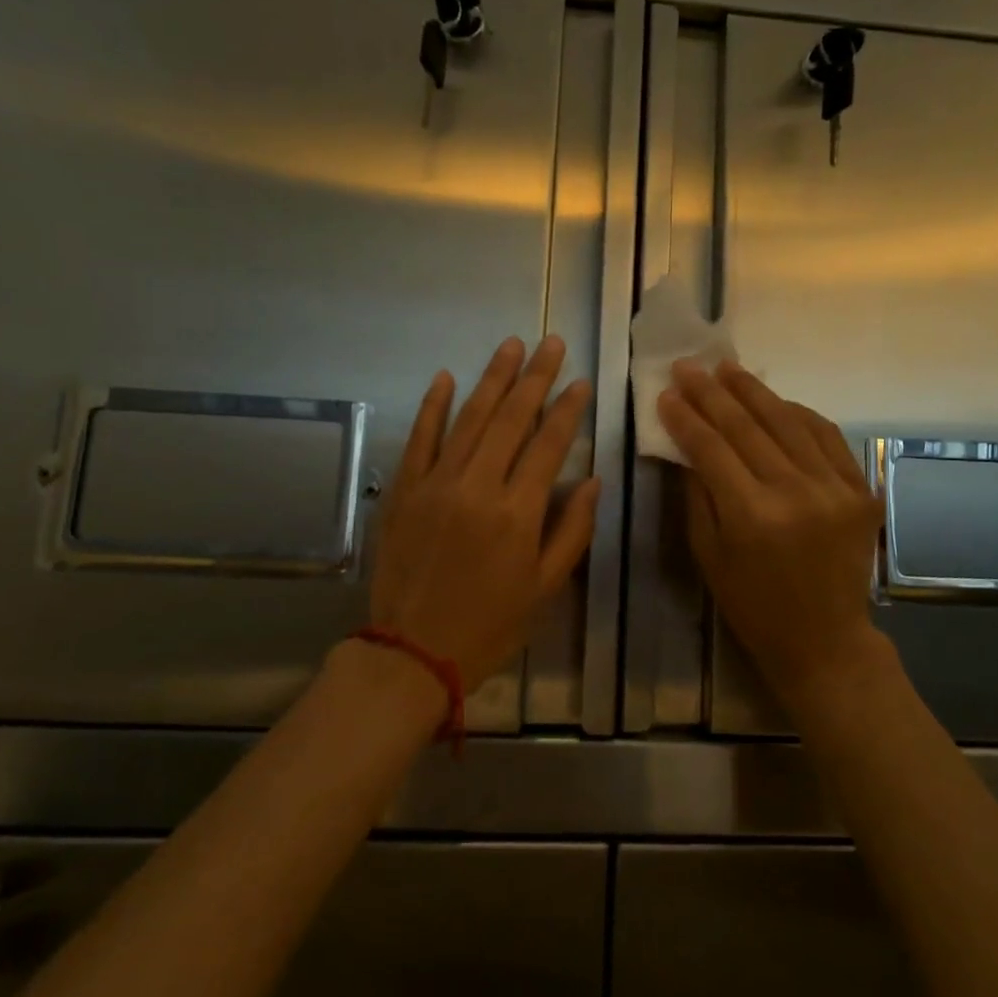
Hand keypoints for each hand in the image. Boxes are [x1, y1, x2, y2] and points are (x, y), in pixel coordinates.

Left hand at [368, 336, 598, 691]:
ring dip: (492, 378)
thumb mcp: (546, 589)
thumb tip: (592, 479)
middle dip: (535, 377)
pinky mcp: (404, 489)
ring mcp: (436, 483)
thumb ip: (573, 531)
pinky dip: (433, 406)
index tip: (581, 382)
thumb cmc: (490, 625)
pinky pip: (420, 438)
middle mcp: (477, 487)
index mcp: (517, 513)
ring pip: (469, 418)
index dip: (568, 410)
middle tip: (551, 343)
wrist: (412, 653)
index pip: (549, 445)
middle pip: (511, 419)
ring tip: (511, 345)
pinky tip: (446, 377)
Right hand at [658, 359, 886, 708]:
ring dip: (754, 391)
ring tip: (728, 369)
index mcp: (751, 516)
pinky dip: (798, 413)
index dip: (685, 417)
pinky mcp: (861, 490)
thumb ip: (699, 493)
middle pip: (747, 427)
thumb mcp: (709, 554)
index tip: (666, 393)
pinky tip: (775, 400)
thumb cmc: (753, 604)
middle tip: (689, 366)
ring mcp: (835, 488)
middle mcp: (795, 493)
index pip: (711, 448)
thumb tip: (688, 442)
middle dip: (712, 393)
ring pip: (788, 421)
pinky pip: (826, 436)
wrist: (825, 639)